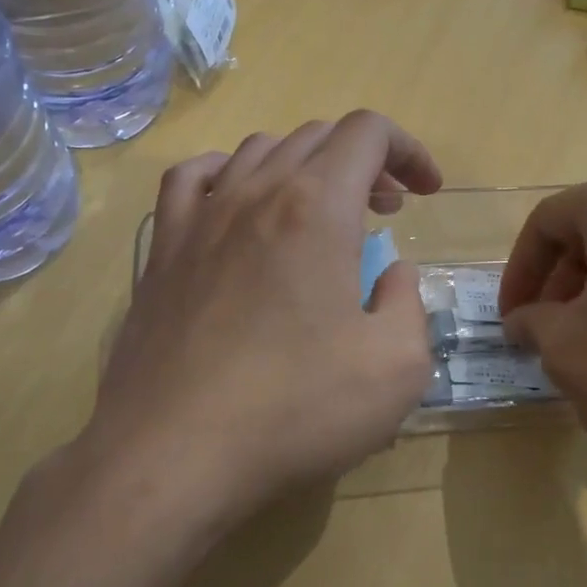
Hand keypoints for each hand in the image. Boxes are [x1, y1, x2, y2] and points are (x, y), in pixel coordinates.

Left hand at [75, 111, 441, 549]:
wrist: (173, 454)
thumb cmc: (295, 409)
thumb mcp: (398, 367)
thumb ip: (409, 303)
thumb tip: (388, 274)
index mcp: (318, 208)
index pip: (368, 132)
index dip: (408, 150)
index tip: (426, 193)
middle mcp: (255, 193)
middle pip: (318, 137)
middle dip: (365, 163)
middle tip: (385, 212)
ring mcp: (199, 218)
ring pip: (259, 151)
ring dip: (306, 168)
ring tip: (322, 213)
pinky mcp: (161, 251)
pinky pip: (193, 179)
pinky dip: (230, 175)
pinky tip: (240, 206)